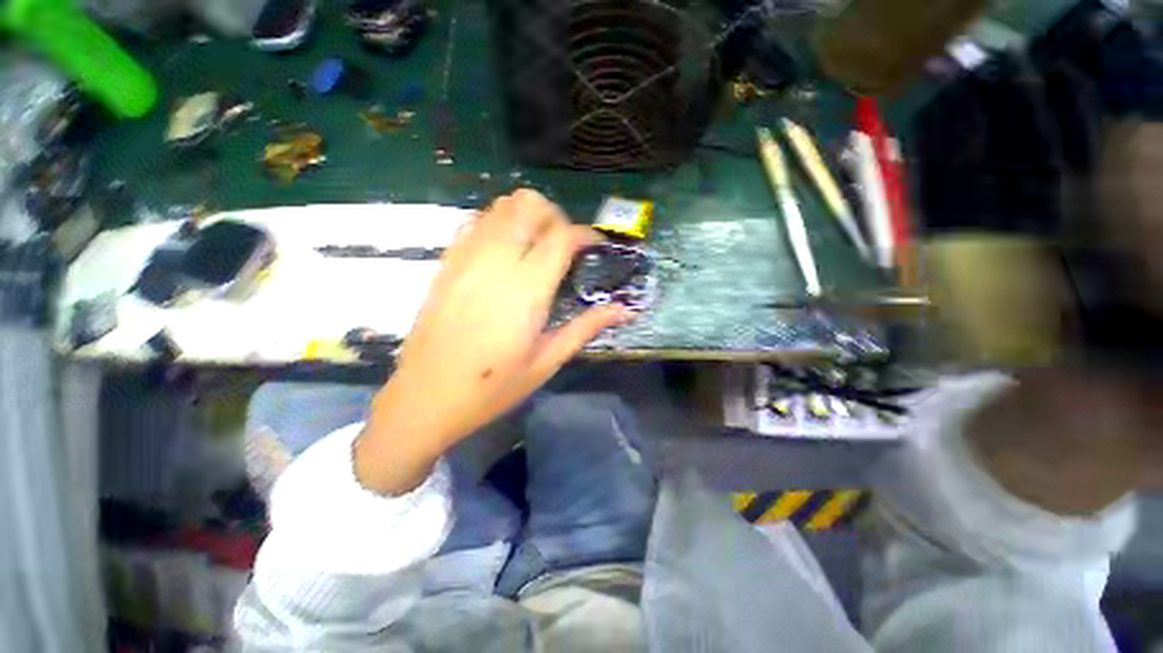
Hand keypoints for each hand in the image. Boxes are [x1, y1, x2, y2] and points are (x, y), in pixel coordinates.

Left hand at [356, 190, 633, 492]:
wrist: (424, 397)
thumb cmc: (492, 387)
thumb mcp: (547, 361)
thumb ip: (586, 327)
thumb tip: (625, 309)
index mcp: (527, 288)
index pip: (563, 235)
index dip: (587, 235)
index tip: (596, 249)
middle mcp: (496, 261)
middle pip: (530, 205)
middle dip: (556, 217)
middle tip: (565, 248)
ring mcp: (466, 256)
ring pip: (502, 205)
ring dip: (528, 217)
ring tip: (537, 248)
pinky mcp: (447, 261)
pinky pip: (476, 221)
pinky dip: (499, 223)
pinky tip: (504, 252)